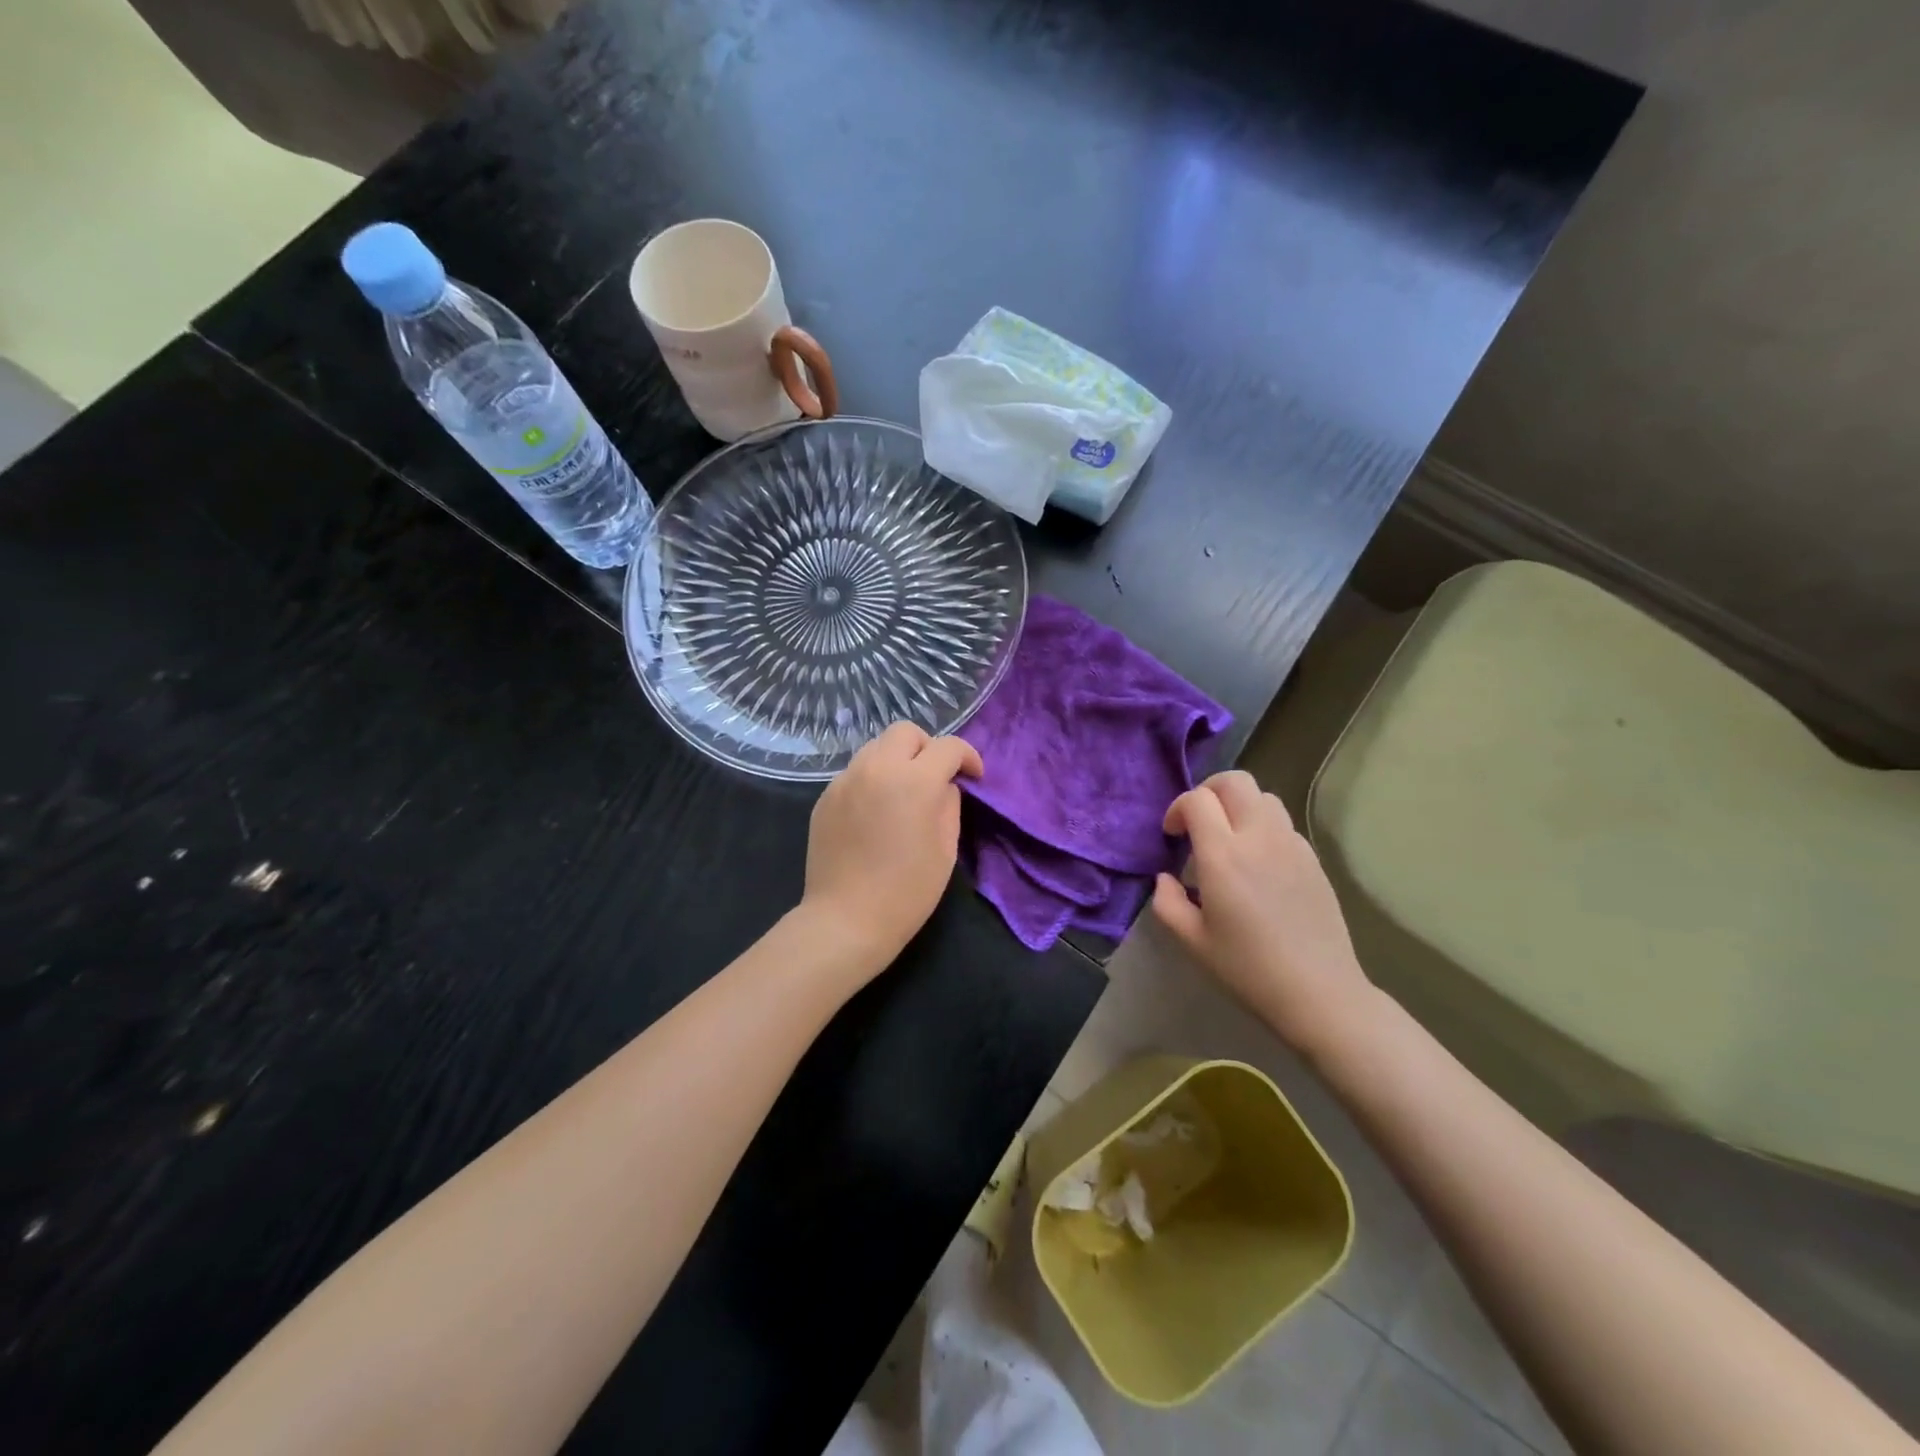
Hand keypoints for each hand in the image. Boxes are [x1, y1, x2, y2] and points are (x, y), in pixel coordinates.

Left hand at [801, 722, 984, 971]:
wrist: (846, 919)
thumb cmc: (907, 891)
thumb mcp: (946, 849)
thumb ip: (949, 805)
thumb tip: (944, 786)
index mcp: (914, 781)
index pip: (947, 747)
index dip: (967, 757)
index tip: (973, 776)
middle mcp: (876, 768)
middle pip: (905, 732)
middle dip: (927, 747)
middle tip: (935, 777)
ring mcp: (845, 780)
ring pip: (876, 747)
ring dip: (897, 760)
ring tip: (903, 792)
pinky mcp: (826, 797)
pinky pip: (855, 772)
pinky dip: (873, 779)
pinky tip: (876, 811)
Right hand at [1152, 771, 1375, 1058]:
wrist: (1319, 993)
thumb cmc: (1248, 969)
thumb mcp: (1193, 942)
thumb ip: (1167, 902)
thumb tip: (1165, 878)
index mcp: (1223, 857)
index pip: (1197, 800)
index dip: (1178, 809)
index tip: (1172, 835)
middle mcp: (1259, 839)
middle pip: (1235, 782)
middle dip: (1209, 791)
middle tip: (1198, 821)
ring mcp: (1292, 845)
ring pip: (1263, 796)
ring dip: (1238, 805)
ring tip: (1228, 838)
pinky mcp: (1313, 858)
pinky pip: (1283, 823)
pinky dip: (1262, 826)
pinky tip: (1257, 862)